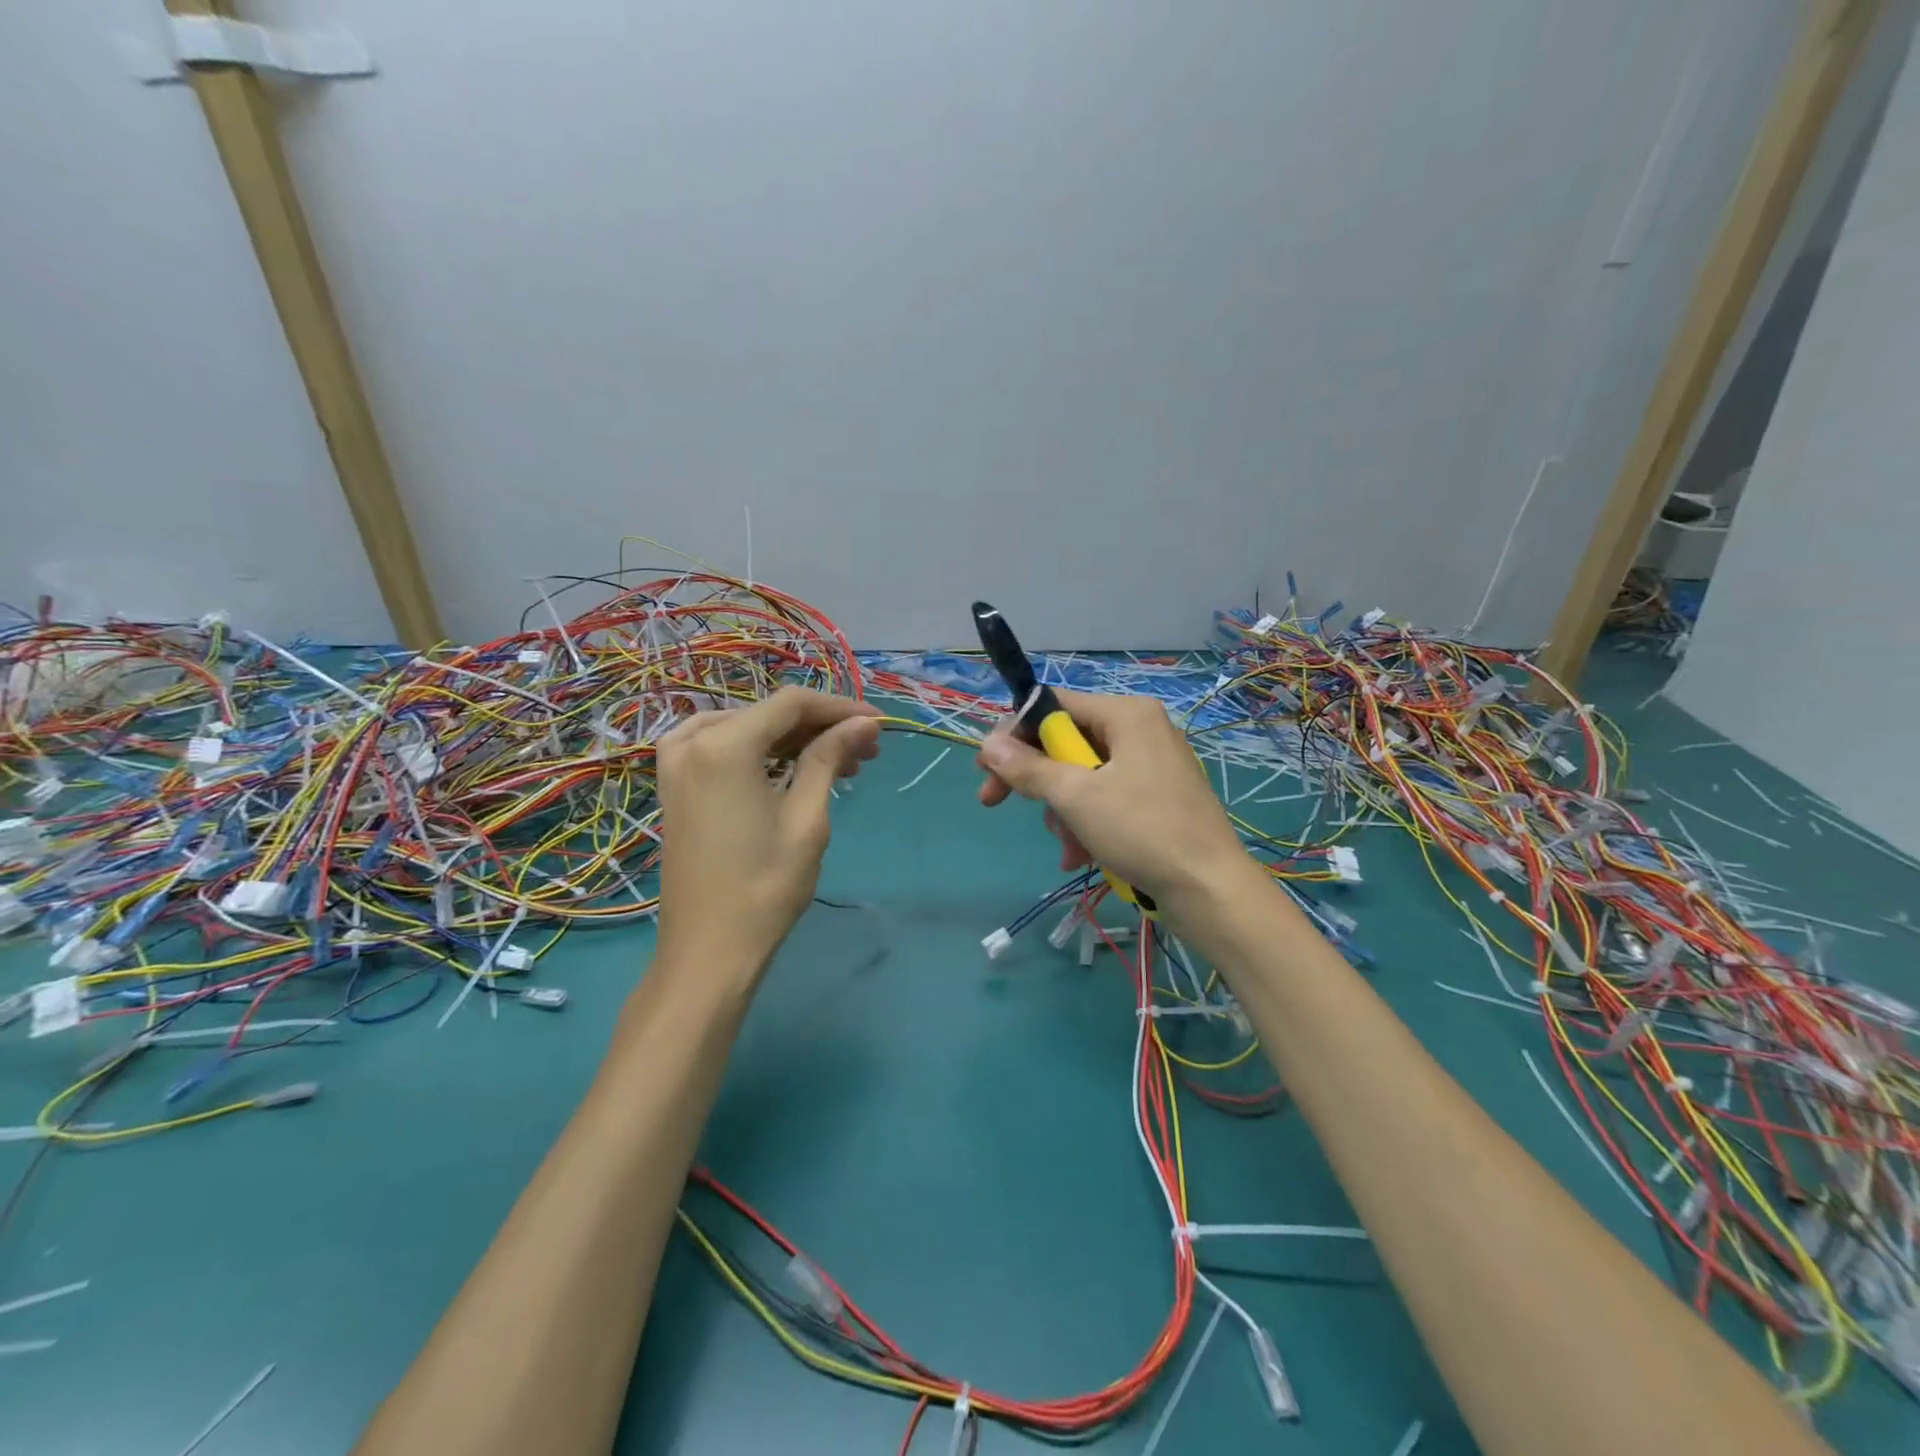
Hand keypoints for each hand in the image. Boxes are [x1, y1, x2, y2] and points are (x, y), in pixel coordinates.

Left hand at [655, 687, 880, 975]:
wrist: (708, 950)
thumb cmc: (765, 886)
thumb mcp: (807, 817)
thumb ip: (829, 757)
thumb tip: (863, 723)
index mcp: (724, 744)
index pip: (792, 703)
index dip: (839, 708)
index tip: (877, 725)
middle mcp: (693, 741)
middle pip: (768, 714)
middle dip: (820, 727)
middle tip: (865, 751)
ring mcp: (676, 762)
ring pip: (747, 728)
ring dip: (793, 740)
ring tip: (838, 764)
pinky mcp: (674, 784)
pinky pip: (723, 748)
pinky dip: (761, 752)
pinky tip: (791, 769)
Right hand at [976, 689, 1250, 908]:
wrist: (1209, 888)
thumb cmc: (1142, 830)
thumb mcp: (1075, 797)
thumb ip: (1028, 767)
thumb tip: (988, 743)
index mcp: (1126, 713)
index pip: (1054, 704)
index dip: (1014, 732)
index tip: (986, 766)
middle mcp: (1141, 729)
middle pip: (1066, 742)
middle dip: (1038, 781)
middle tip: (996, 802)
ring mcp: (1153, 764)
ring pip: (1083, 775)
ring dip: (1062, 810)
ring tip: (1066, 846)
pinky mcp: (1158, 796)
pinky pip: (1106, 796)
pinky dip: (1087, 821)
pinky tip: (1080, 855)